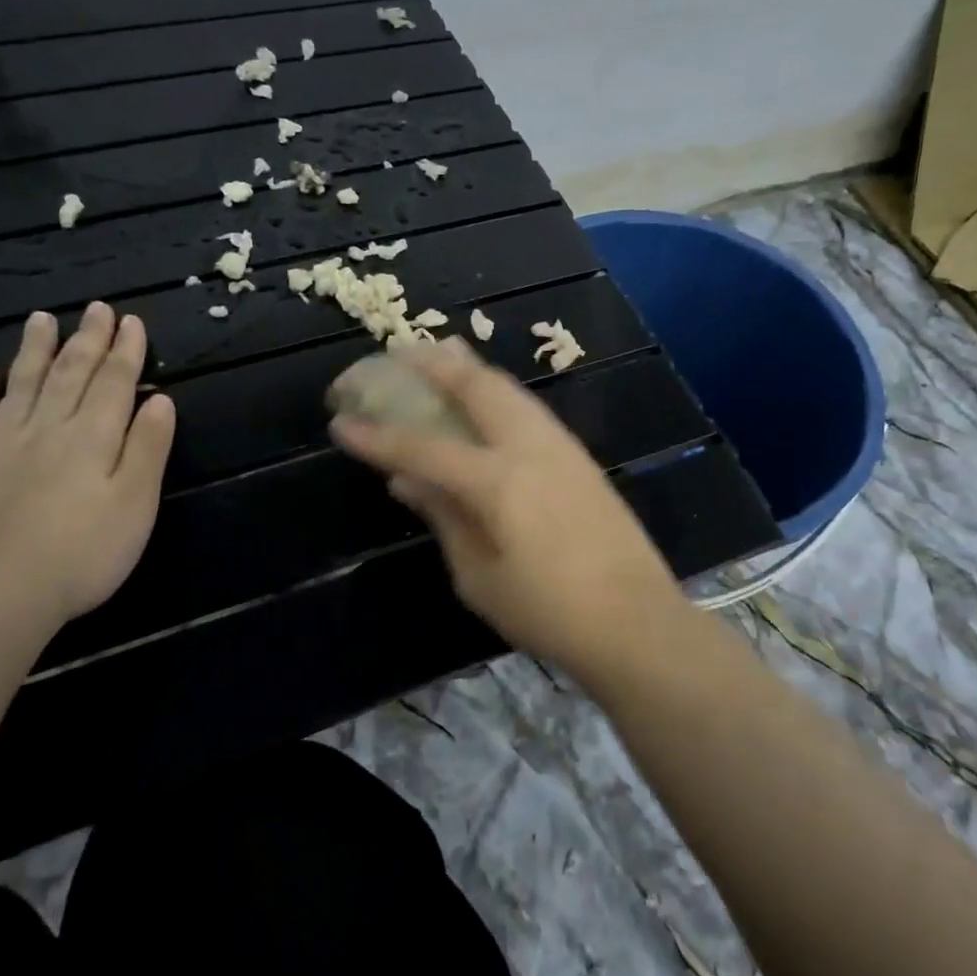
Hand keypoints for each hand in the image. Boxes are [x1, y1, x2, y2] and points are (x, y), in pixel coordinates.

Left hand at [0, 302, 175, 627]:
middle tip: (95, 308)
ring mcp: (0, 445)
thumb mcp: (135, 504)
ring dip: (35, 350)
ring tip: (42, 319)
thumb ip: (148, 448)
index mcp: (93, 437)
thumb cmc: (80, 553)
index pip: (115, 382)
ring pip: (22, 384)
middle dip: (87, 340)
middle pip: (70, 374)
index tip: (132, 321)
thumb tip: (161, 399)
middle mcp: (47, 428)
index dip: (126, 350)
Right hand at [329, 338, 684, 672]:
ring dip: (469, 370)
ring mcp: (561, 446)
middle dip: (433, 364)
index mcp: (497, 481)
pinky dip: (496, 393)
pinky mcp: (579, 457)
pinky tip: (484, 404)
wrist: (636, 622)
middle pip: (476, 386)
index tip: (340, 420)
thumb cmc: (549, 612)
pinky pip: (527, 408)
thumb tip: (407, 481)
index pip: (423, 446)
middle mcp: (529, 448)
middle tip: (399, 353)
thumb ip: (444, 518)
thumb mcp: (480, 577)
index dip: (378, 435)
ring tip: (440, 359)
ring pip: (508, 389)